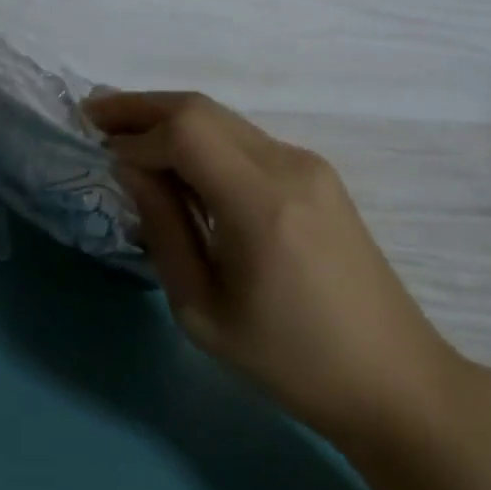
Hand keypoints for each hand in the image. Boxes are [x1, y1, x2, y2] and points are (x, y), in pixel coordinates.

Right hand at [87, 90, 468, 452]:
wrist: (396, 382)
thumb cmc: (290, 361)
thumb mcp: (202, 309)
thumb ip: (162, 228)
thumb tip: (130, 168)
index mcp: (260, 204)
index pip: (184, 133)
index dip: (134, 135)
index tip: (98, 152)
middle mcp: (288, 166)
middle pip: (201, 108)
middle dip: (142, 106)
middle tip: (94, 113)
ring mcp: (308, 166)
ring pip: (222, 117)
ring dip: (169, 118)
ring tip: (123, 130)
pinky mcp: (317, 176)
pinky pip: (243, 139)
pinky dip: (199, 137)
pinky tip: (175, 159)